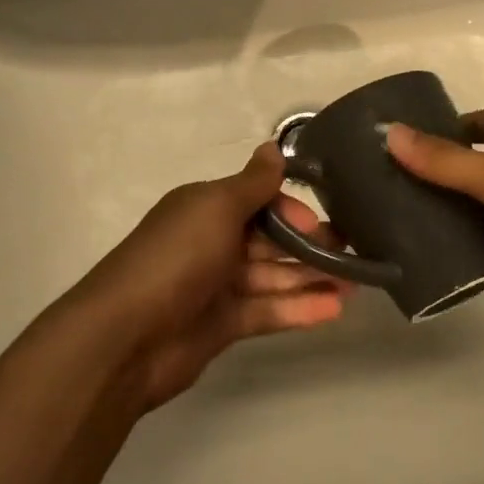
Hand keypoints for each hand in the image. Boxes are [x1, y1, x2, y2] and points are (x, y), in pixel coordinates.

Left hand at [67, 143, 349, 410]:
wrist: (126, 338)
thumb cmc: (176, 258)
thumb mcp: (217, 208)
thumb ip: (253, 183)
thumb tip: (274, 146)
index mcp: (206, 208)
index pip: (258, 200)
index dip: (291, 208)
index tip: (321, 221)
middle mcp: (212, 242)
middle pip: (270, 239)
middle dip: (311, 244)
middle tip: (354, 251)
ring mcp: (217, 285)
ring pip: (274, 276)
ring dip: (312, 278)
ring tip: (357, 283)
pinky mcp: (223, 324)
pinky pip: (267, 310)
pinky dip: (298, 309)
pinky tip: (334, 309)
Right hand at [385, 109, 483, 311]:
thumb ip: (443, 160)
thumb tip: (388, 132)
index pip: (479, 126)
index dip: (447, 131)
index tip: (409, 147)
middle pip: (479, 173)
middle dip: (446, 184)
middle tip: (400, 199)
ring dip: (462, 225)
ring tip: (415, 236)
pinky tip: (452, 269)